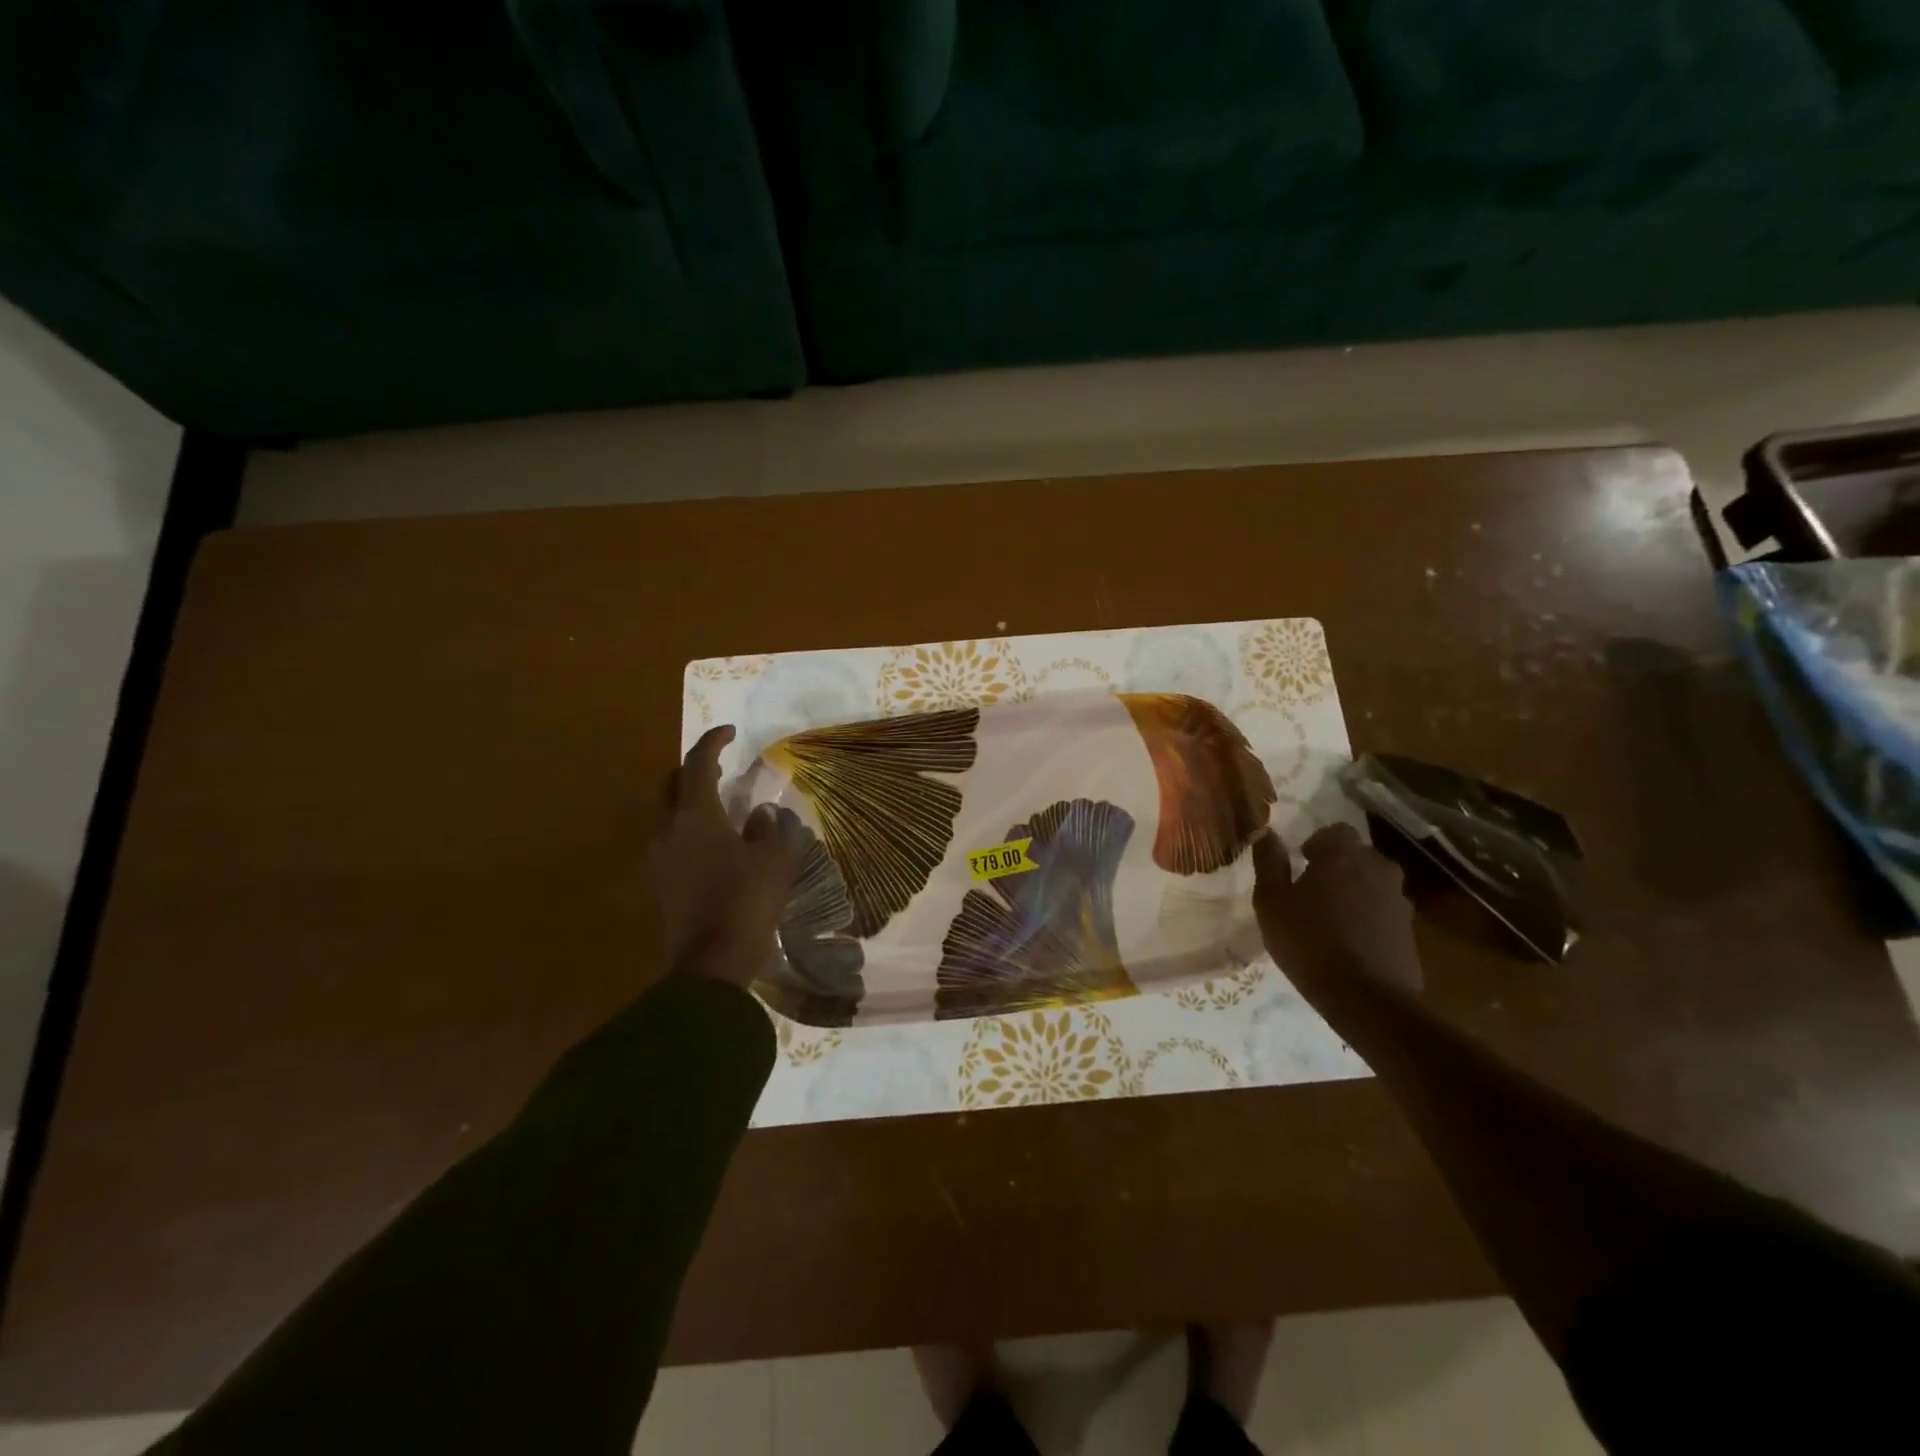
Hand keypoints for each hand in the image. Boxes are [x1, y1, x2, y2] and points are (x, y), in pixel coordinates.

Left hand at [648, 725, 799, 985]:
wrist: (713, 960)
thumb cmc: (748, 899)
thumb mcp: (773, 858)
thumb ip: (767, 828)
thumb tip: (757, 815)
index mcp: (695, 815)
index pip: (699, 763)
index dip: (713, 741)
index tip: (729, 731)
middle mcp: (666, 830)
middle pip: (672, 786)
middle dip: (694, 772)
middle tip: (720, 771)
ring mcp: (656, 860)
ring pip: (667, 818)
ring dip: (689, 807)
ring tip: (716, 812)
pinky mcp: (656, 886)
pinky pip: (669, 847)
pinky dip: (687, 837)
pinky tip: (710, 850)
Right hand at [1252, 823, 1422, 995]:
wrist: (1365, 998)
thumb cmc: (1308, 941)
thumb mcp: (1271, 901)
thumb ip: (1269, 863)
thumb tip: (1267, 834)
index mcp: (1343, 855)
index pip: (1337, 831)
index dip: (1318, 843)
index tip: (1302, 862)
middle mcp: (1378, 869)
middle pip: (1358, 856)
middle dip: (1338, 866)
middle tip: (1313, 890)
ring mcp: (1400, 901)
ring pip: (1374, 884)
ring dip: (1356, 892)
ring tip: (1332, 918)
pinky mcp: (1410, 931)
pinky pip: (1385, 912)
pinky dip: (1369, 918)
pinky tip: (1351, 941)